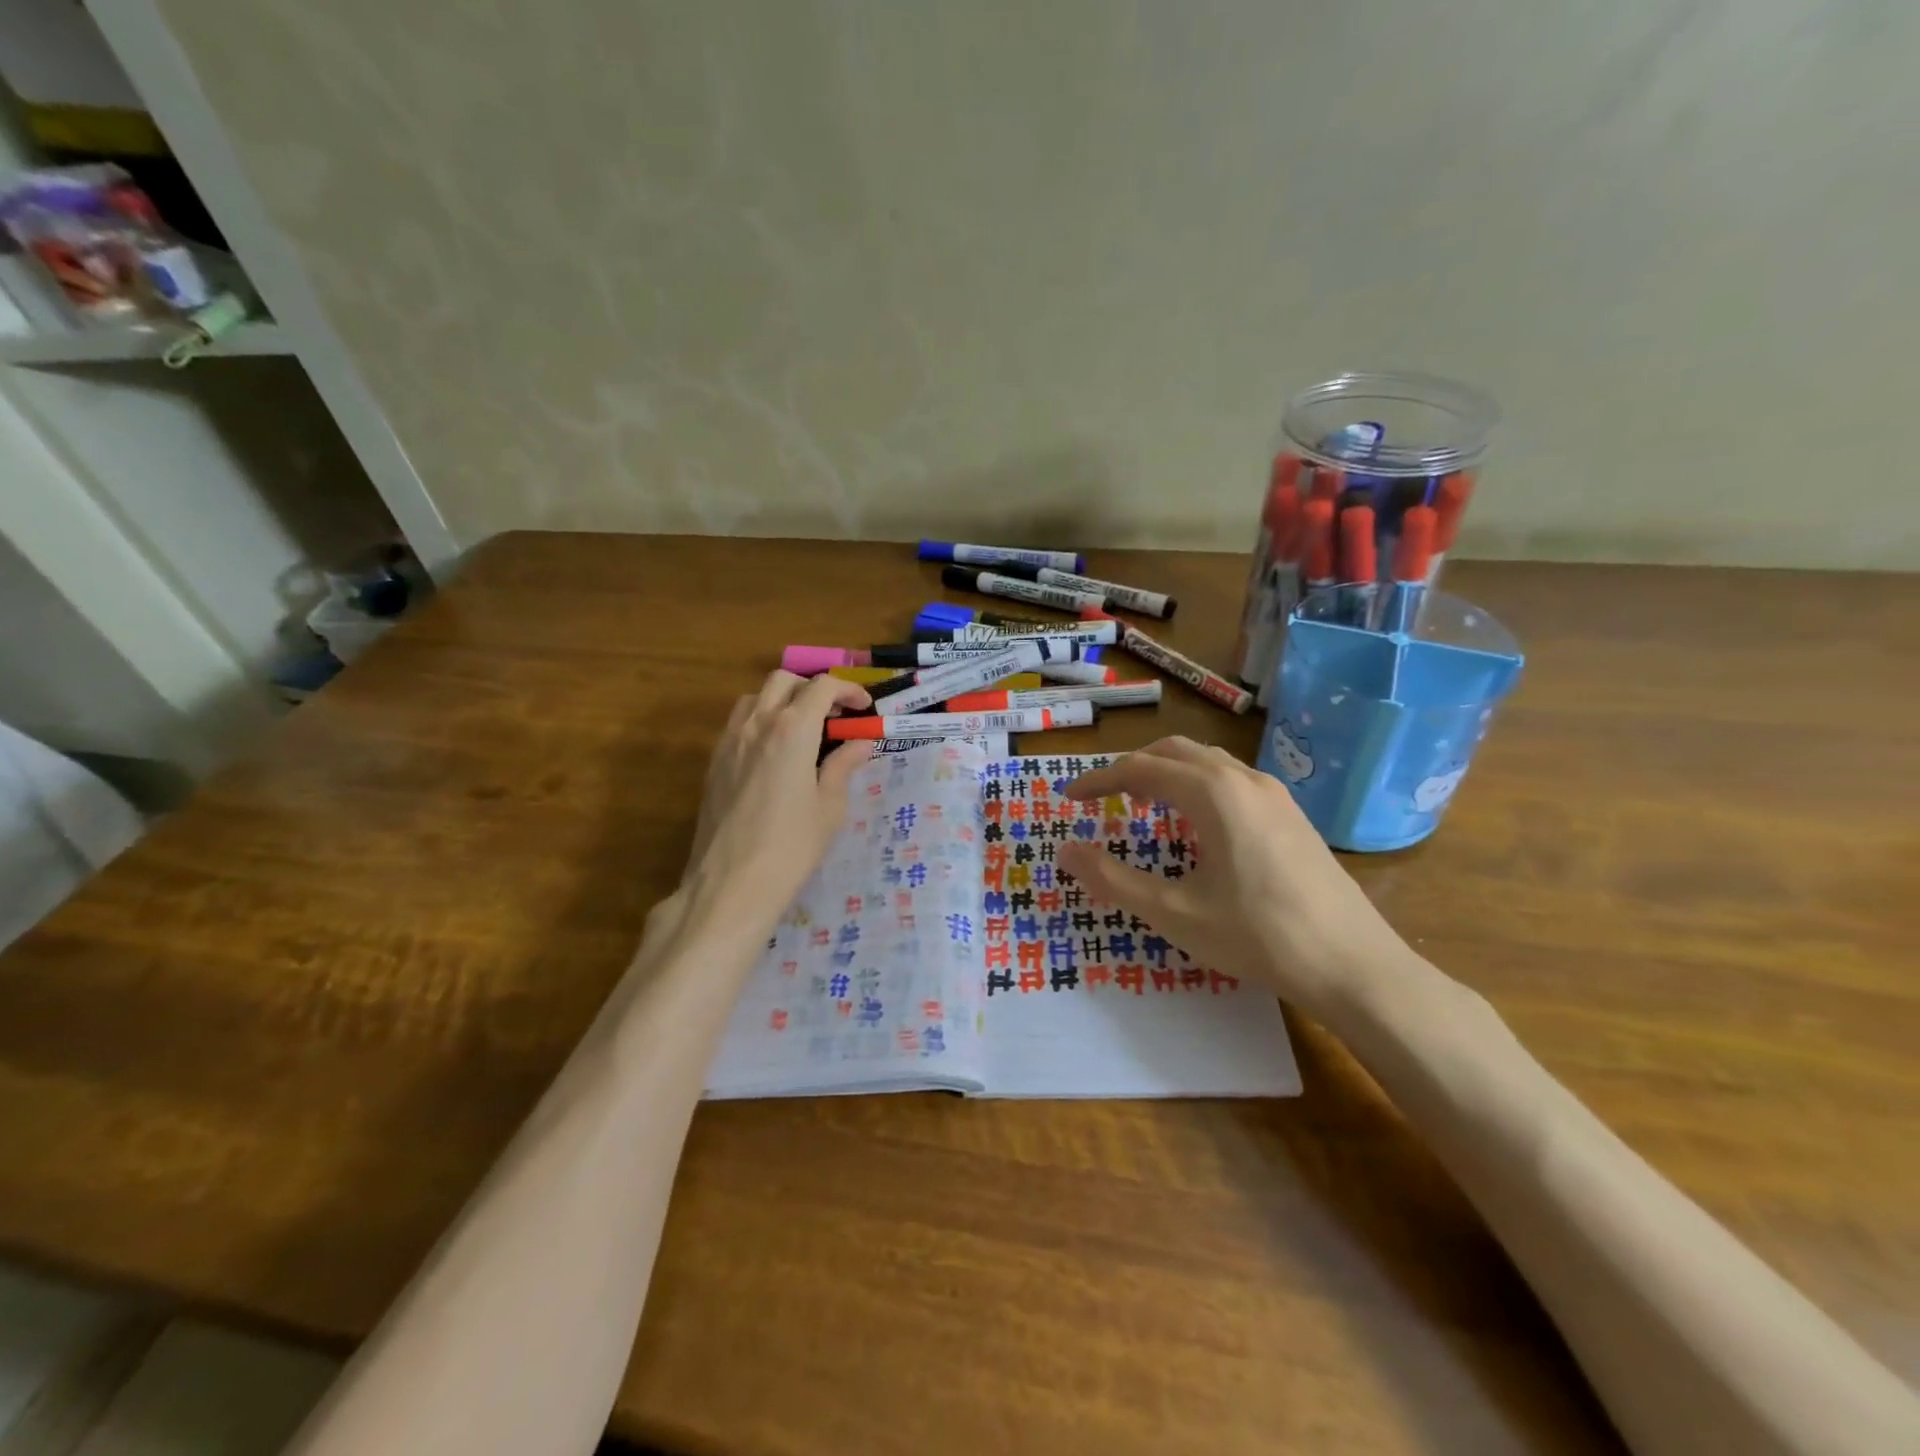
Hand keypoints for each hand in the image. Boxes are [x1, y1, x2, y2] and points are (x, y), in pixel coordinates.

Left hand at [678, 671, 873, 940]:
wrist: (730, 883)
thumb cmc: (791, 846)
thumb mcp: (829, 807)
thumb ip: (843, 766)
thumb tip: (861, 742)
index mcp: (792, 730)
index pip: (822, 687)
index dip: (847, 690)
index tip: (863, 707)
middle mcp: (757, 724)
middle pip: (784, 681)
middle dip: (813, 688)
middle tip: (834, 715)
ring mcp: (729, 741)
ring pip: (755, 697)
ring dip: (782, 700)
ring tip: (803, 729)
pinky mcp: (713, 762)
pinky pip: (738, 723)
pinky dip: (761, 721)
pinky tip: (774, 753)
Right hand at [1056, 737, 1409, 1019]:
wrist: (1352, 965)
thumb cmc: (1257, 936)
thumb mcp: (1174, 912)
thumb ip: (1112, 879)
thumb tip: (1064, 851)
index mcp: (1213, 793)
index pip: (1140, 768)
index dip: (1098, 780)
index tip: (1069, 798)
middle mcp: (1244, 779)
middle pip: (1174, 751)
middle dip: (1132, 767)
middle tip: (1102, 797)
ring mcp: (1274, 794)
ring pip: (1207, 761)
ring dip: (1167, 773)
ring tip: (1142, 805)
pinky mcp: (1292, 814)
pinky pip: (1232, 780)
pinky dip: (1197, 785)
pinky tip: (1196, 824)